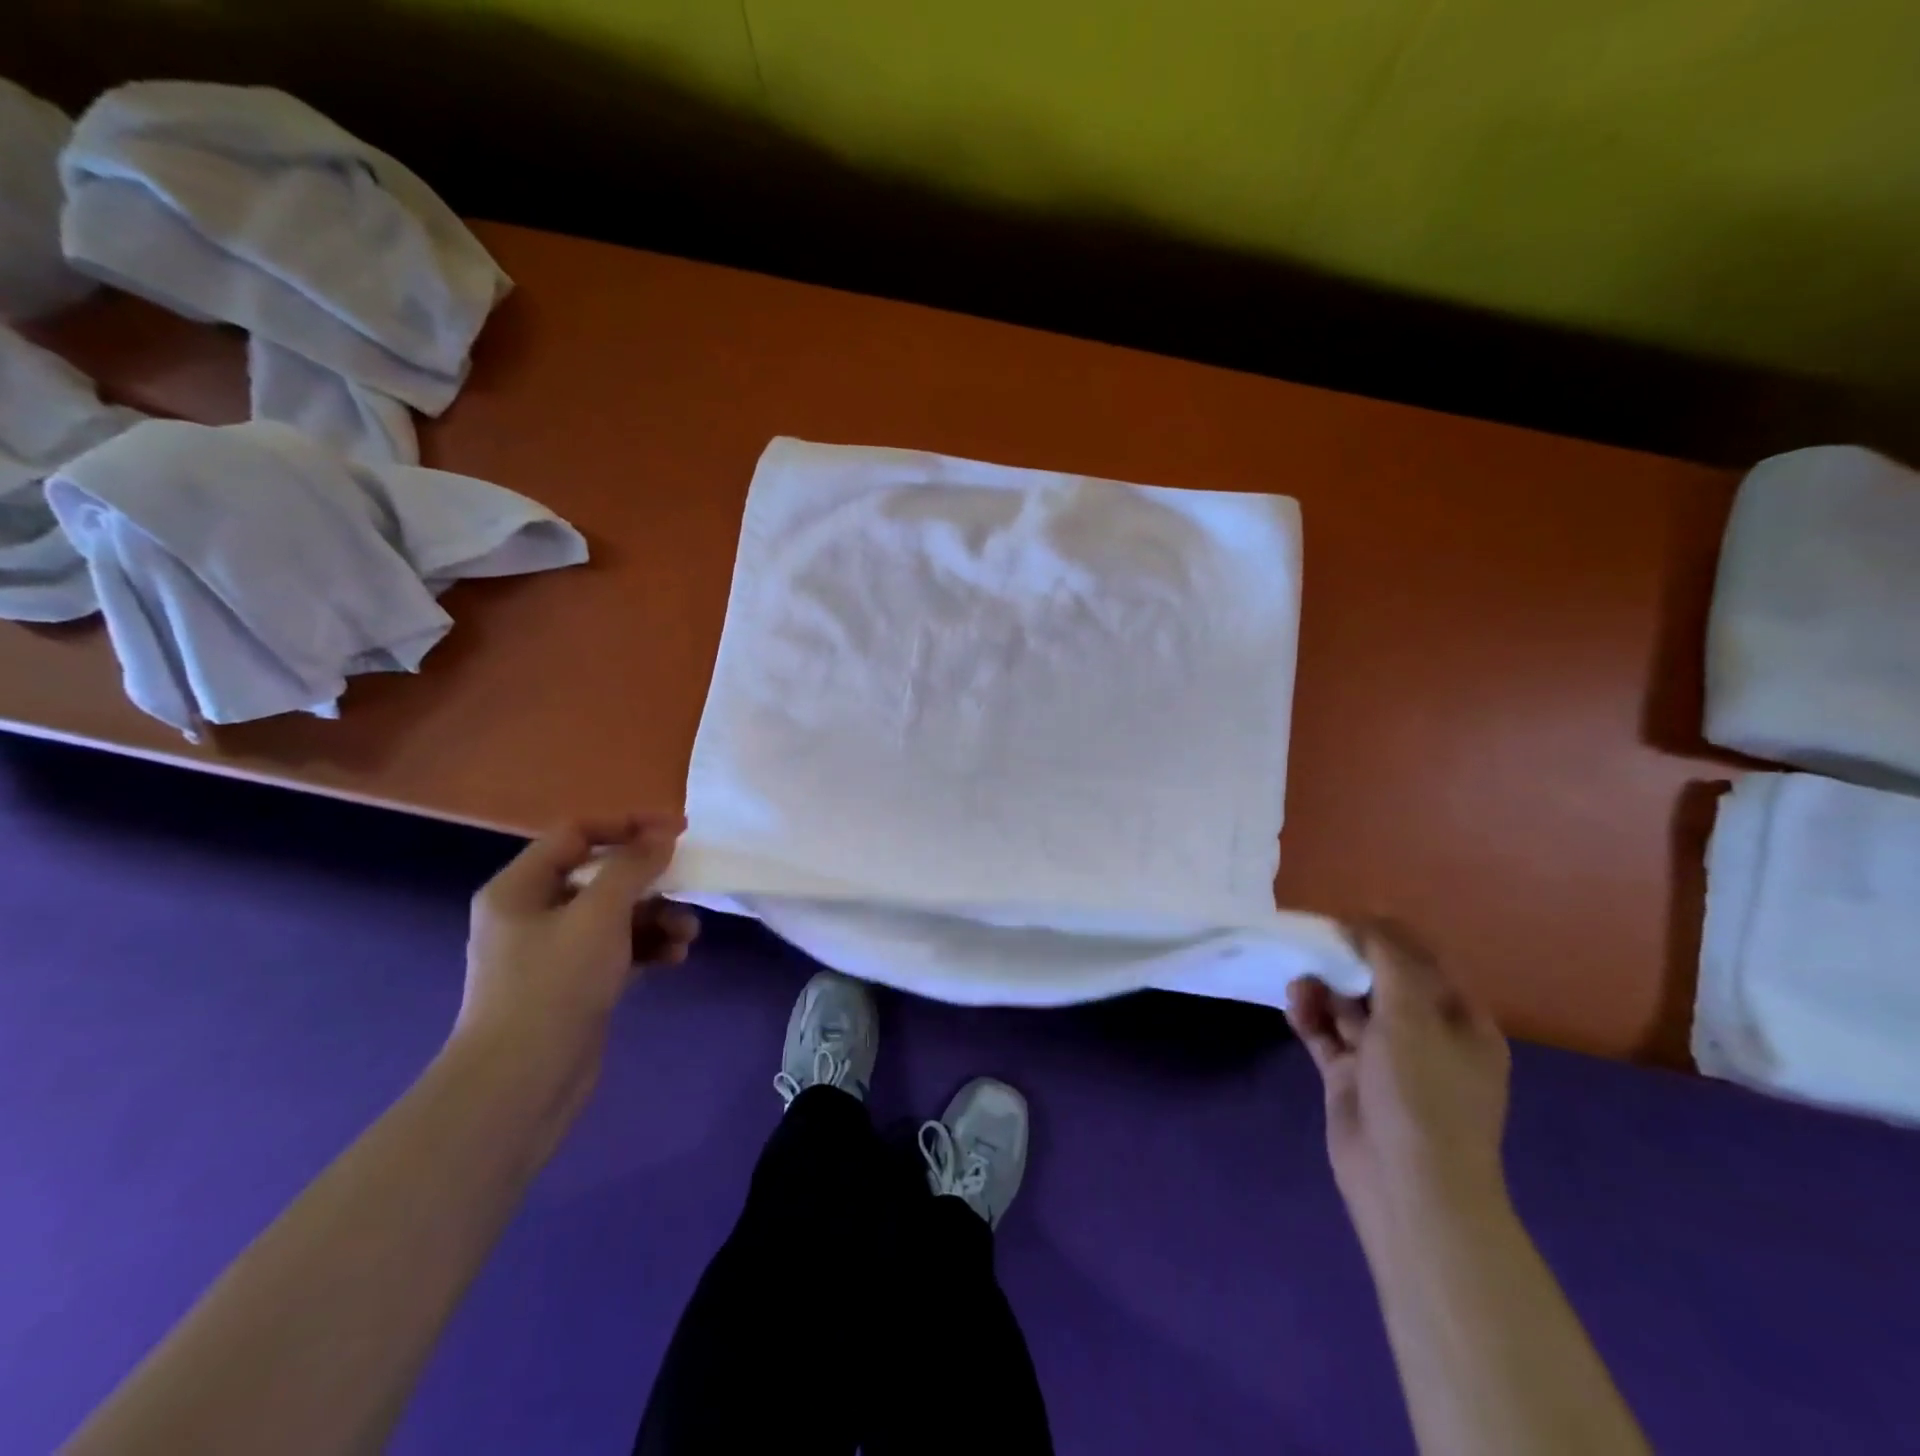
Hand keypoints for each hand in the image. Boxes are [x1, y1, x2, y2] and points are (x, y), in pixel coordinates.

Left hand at [452, 815, 698, 1122]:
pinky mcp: (576, 985)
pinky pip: (619, 950)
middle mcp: (533, 914)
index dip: (628, 824)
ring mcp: (554, 953)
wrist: (520, 1086)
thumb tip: (661, 835)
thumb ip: (633, 867)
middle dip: (650, 881)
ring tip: (687, 935)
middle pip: (601, 876)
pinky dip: (648, 948)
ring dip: (657, 918)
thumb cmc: (554, 986)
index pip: (577, 833)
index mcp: (521, 888)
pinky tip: (675, 958)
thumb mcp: (599, 915)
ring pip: (616, 916)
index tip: (678, 830)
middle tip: (689, 884)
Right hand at [1286, 920, 1509, 1222]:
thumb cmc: (1423, 1094)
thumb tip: (1366, 920)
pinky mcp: (1350, 1078)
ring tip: (1300, 982)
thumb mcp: (1413, 1016)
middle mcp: (1425, 1037)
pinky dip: (1310, 1018)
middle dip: (1348, 961)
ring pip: (1350, 1008)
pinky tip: (1294, 1006)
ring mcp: (1386, 1060)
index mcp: (1459, 1023)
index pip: (1425, 963)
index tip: (1346, 918)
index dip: (1387, 936)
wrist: (1407, 1184)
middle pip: (1382, 982)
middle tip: (1314, 942)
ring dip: (1324, 990)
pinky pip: (1326, 1035)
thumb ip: (1389, 961)